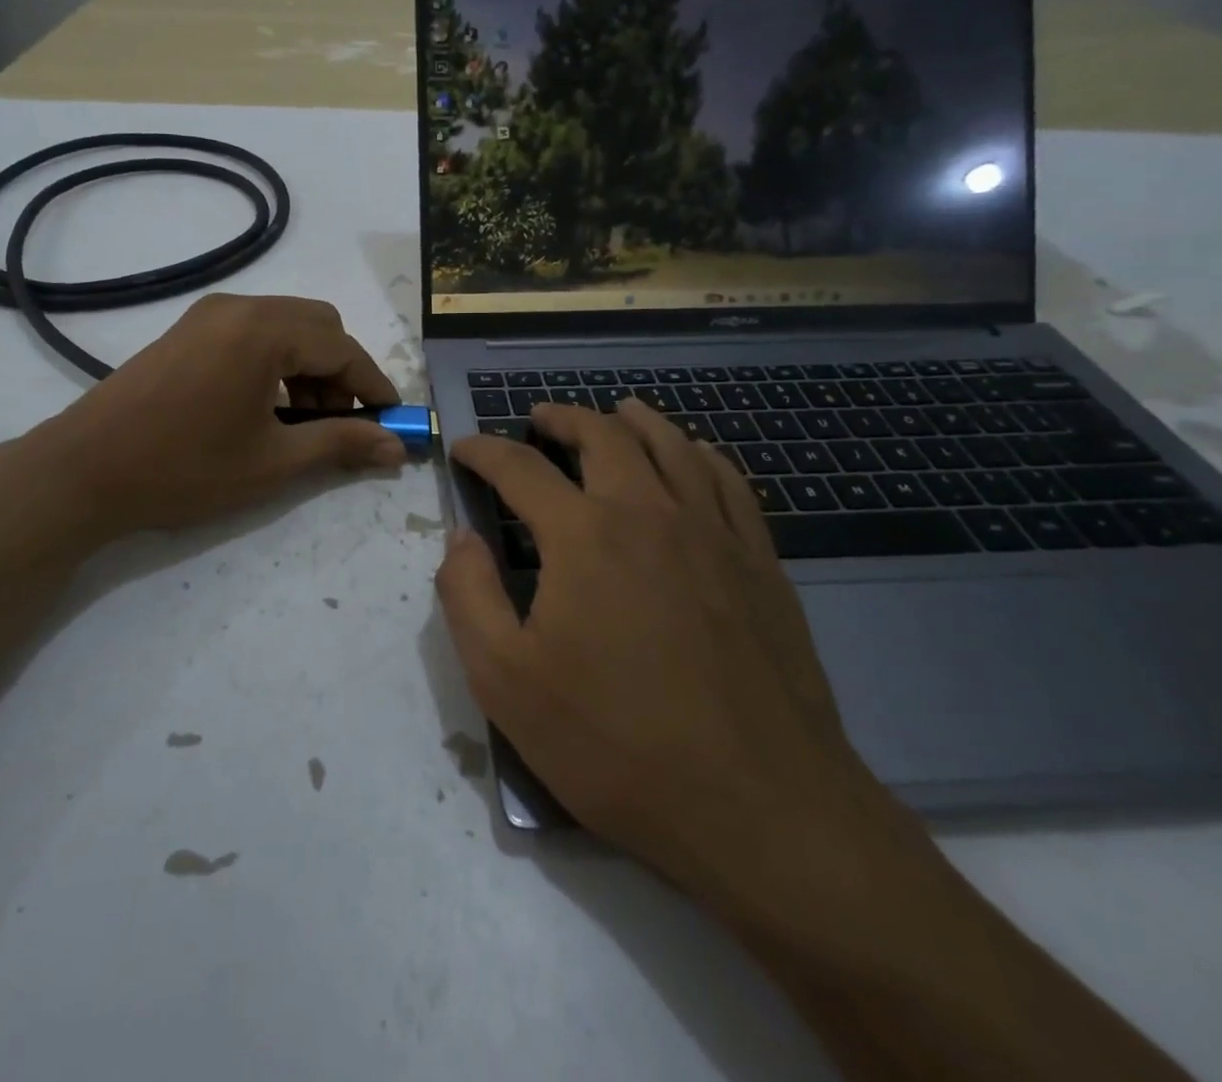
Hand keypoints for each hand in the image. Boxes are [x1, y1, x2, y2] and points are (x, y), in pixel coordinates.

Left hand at [12, 294, 405, 543]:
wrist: (83, 470)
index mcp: (264, 330)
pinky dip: (275, 362)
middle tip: (341, 423)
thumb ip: (340, 444)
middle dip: (341, 372)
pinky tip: (264, 406)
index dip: (374, 385)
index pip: (343, 347)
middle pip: (317, 325)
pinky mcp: (186, 330)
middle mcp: (239, 307)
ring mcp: (207, 315)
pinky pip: (252, 332)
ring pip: (285, 326)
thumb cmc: (185, 468)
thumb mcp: (273, 462)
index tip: (393, 420)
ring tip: (301, 422)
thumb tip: (396, 447)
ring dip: (308, 367)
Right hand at [435, 399, 892, 909]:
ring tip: (613, 413)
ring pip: (671, 445)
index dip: (484, 451)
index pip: (520, 468)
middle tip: (538, 419)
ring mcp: (713, 532)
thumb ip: (468, 597)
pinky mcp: (760, 562)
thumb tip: (460, 538)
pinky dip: (699, 454)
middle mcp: (648, 512)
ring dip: (632, 420)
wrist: (761, 807)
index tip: (465, 448)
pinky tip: (692, 455)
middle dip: (562, 418)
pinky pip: (728, 481)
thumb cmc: (617, 745)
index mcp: (583, 536)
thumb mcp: (506, 682)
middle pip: (603, 435)